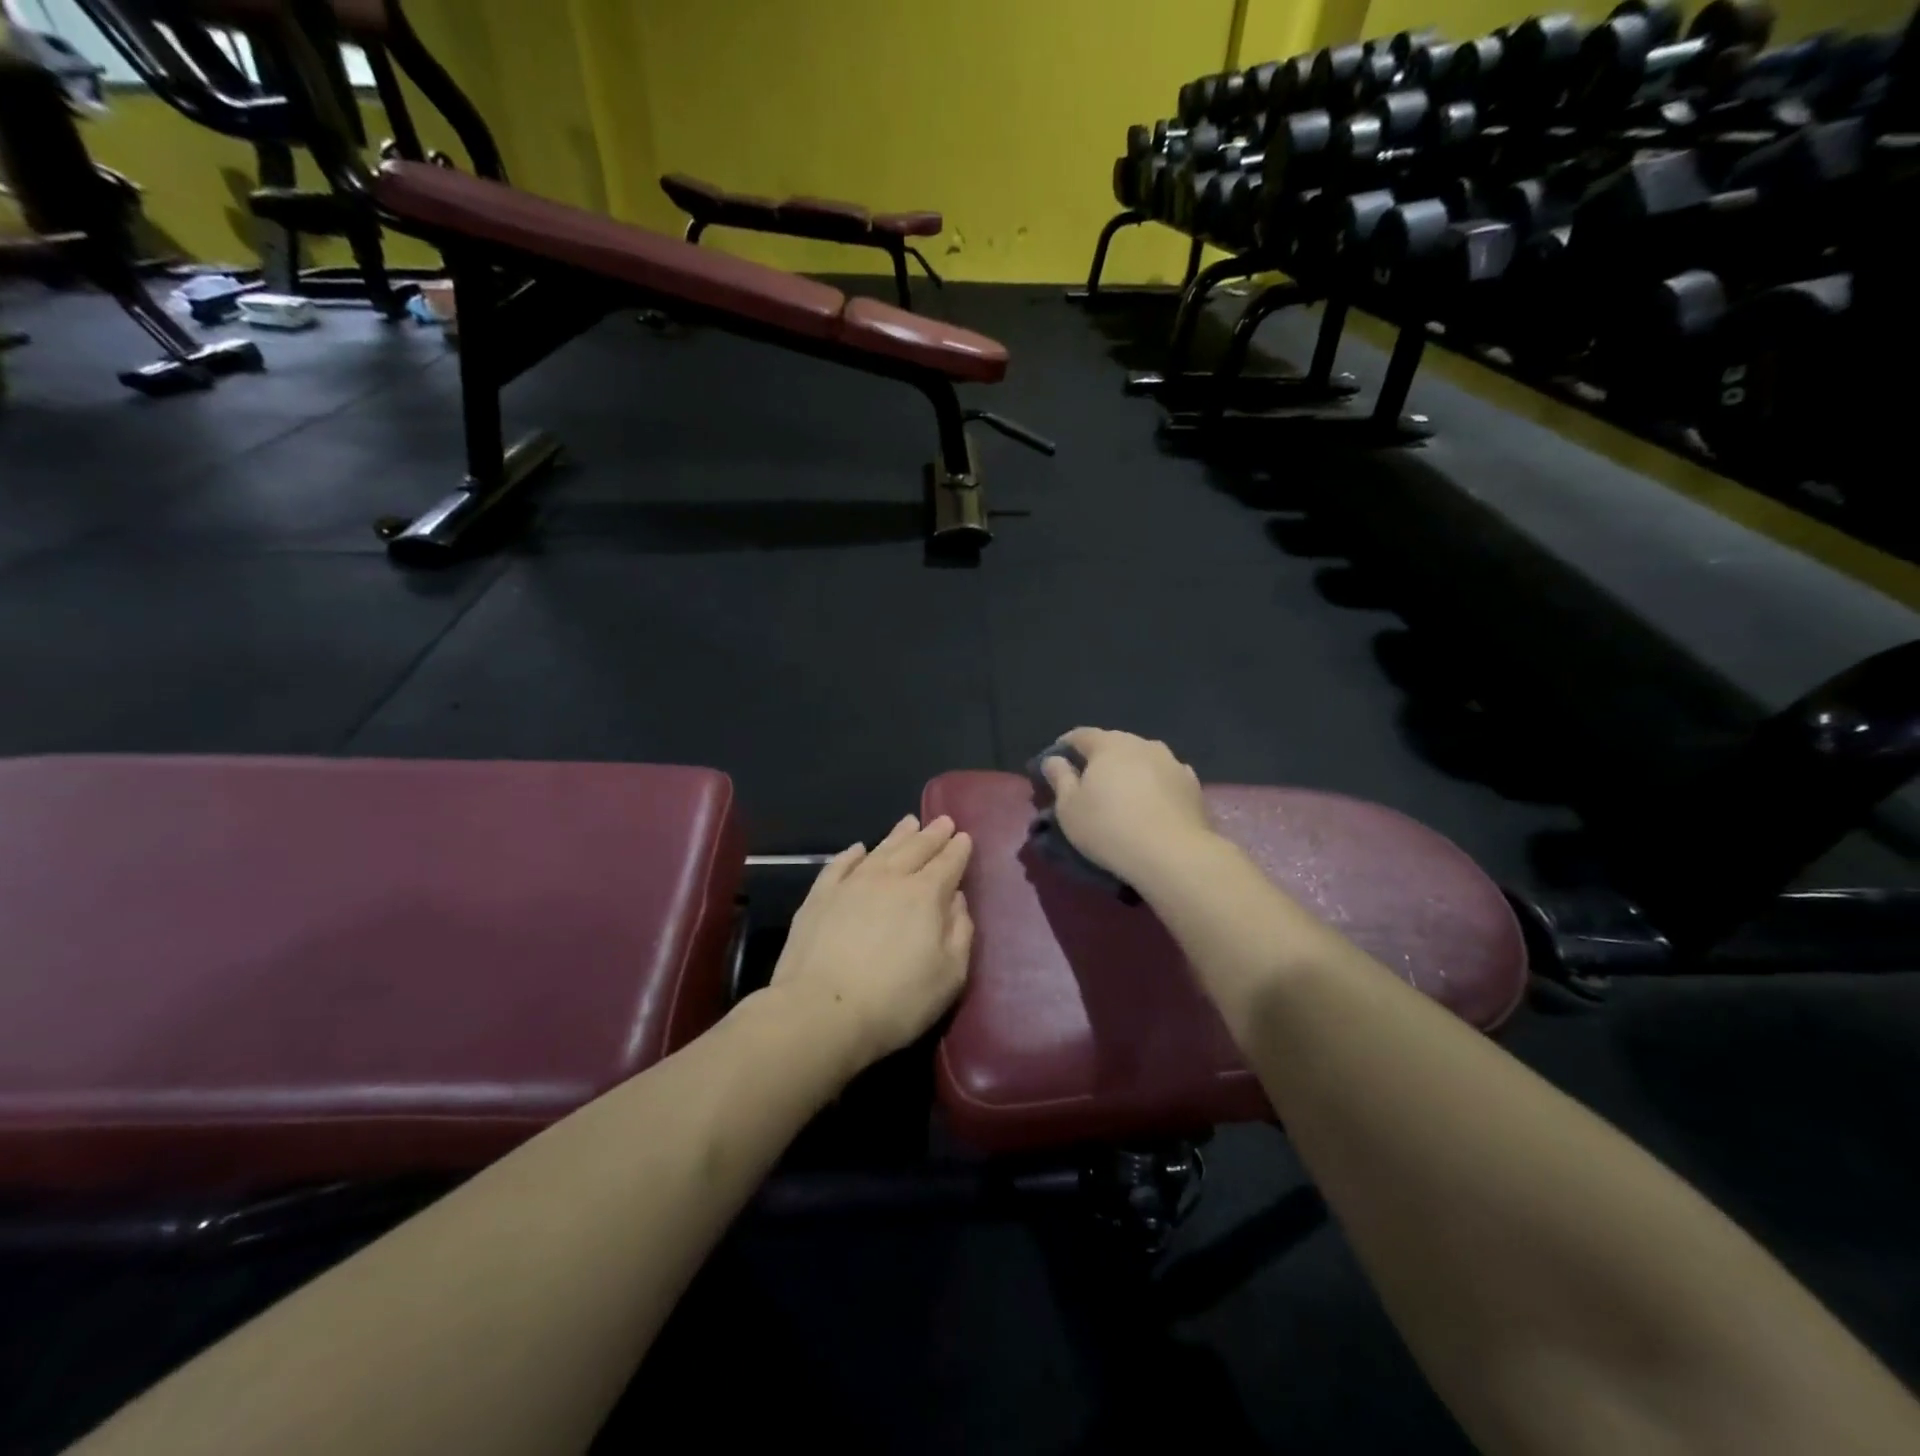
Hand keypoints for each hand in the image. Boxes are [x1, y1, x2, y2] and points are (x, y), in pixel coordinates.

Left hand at [769, 814, 974, 1071]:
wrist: (821, 1011)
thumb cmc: (896, 1000)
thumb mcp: (949, 975)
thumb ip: (960, 932)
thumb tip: (957, 899)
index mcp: (925, 895)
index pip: (947, 863)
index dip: (958, 850)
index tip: (964, 837)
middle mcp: (890, 879)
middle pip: (915, 848)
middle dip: (932, 834)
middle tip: (943, 821)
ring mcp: (851, 884)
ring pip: (880, 850)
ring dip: (898, 835)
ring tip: (910, 822)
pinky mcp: (819, 897)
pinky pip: (840, 865)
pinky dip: (852, 854)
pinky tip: (859, 849)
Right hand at [1040, 728, 1213, 885]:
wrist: (1173, 855)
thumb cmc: (1109, 828)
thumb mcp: (1069, 808)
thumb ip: (1060, 778)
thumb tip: (1054, 760)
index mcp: (1109, 745)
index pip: (1081, 735)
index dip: (1065, 746)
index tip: (1056, 761)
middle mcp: (1143, 744)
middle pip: (1115, 744)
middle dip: (1100, 758)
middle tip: (1089, 781)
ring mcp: (1173, 762)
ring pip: (1143, 759)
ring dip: (1130, 770)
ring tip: (1123, 794)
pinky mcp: (1193, 785)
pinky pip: (1166, 778)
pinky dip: (1155, 785)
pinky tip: (1152, 804)